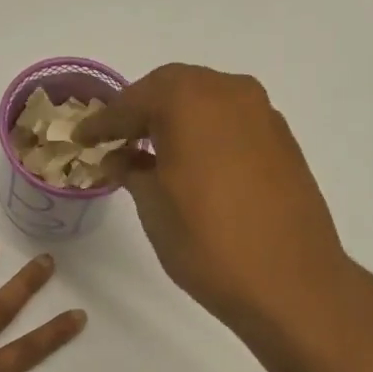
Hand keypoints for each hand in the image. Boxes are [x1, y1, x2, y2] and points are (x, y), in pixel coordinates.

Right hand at [75, 64, 351, 330]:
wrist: (290, 282)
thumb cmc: (208, 244)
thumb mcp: (154, 208)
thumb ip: (132, 171)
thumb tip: (122, 158)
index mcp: (190, 100)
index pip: (133, 101)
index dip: (103, 122)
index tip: (82, 137)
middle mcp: (230, 92)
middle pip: (173, 89)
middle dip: (141, 111)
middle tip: (116, 139)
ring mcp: (263, 115)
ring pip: (207, 102)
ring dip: (177, 120)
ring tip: (153, 152)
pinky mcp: (283, 142)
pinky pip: (232, 124)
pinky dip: (207, 134)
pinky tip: (194, 164)